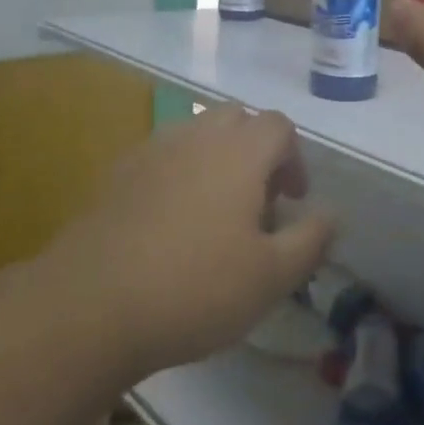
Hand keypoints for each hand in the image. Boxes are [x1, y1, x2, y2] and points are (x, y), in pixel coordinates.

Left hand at [50, 105, 334, 380]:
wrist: (91, 305)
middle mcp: (197, 136)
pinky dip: (178, 174)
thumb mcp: (271, 277)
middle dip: (256, 150)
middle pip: (237, 119)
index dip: (294, 158)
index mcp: (240, 151)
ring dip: (216, 159)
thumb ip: (311, 240)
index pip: (279, 126)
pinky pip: (161, 157)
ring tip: (214, 212)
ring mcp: (152, 150)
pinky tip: (169, 223)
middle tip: (256, 202)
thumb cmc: (195, 287)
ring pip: (197, 134)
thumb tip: (332, 214)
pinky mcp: (117, 174)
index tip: (291, 200)